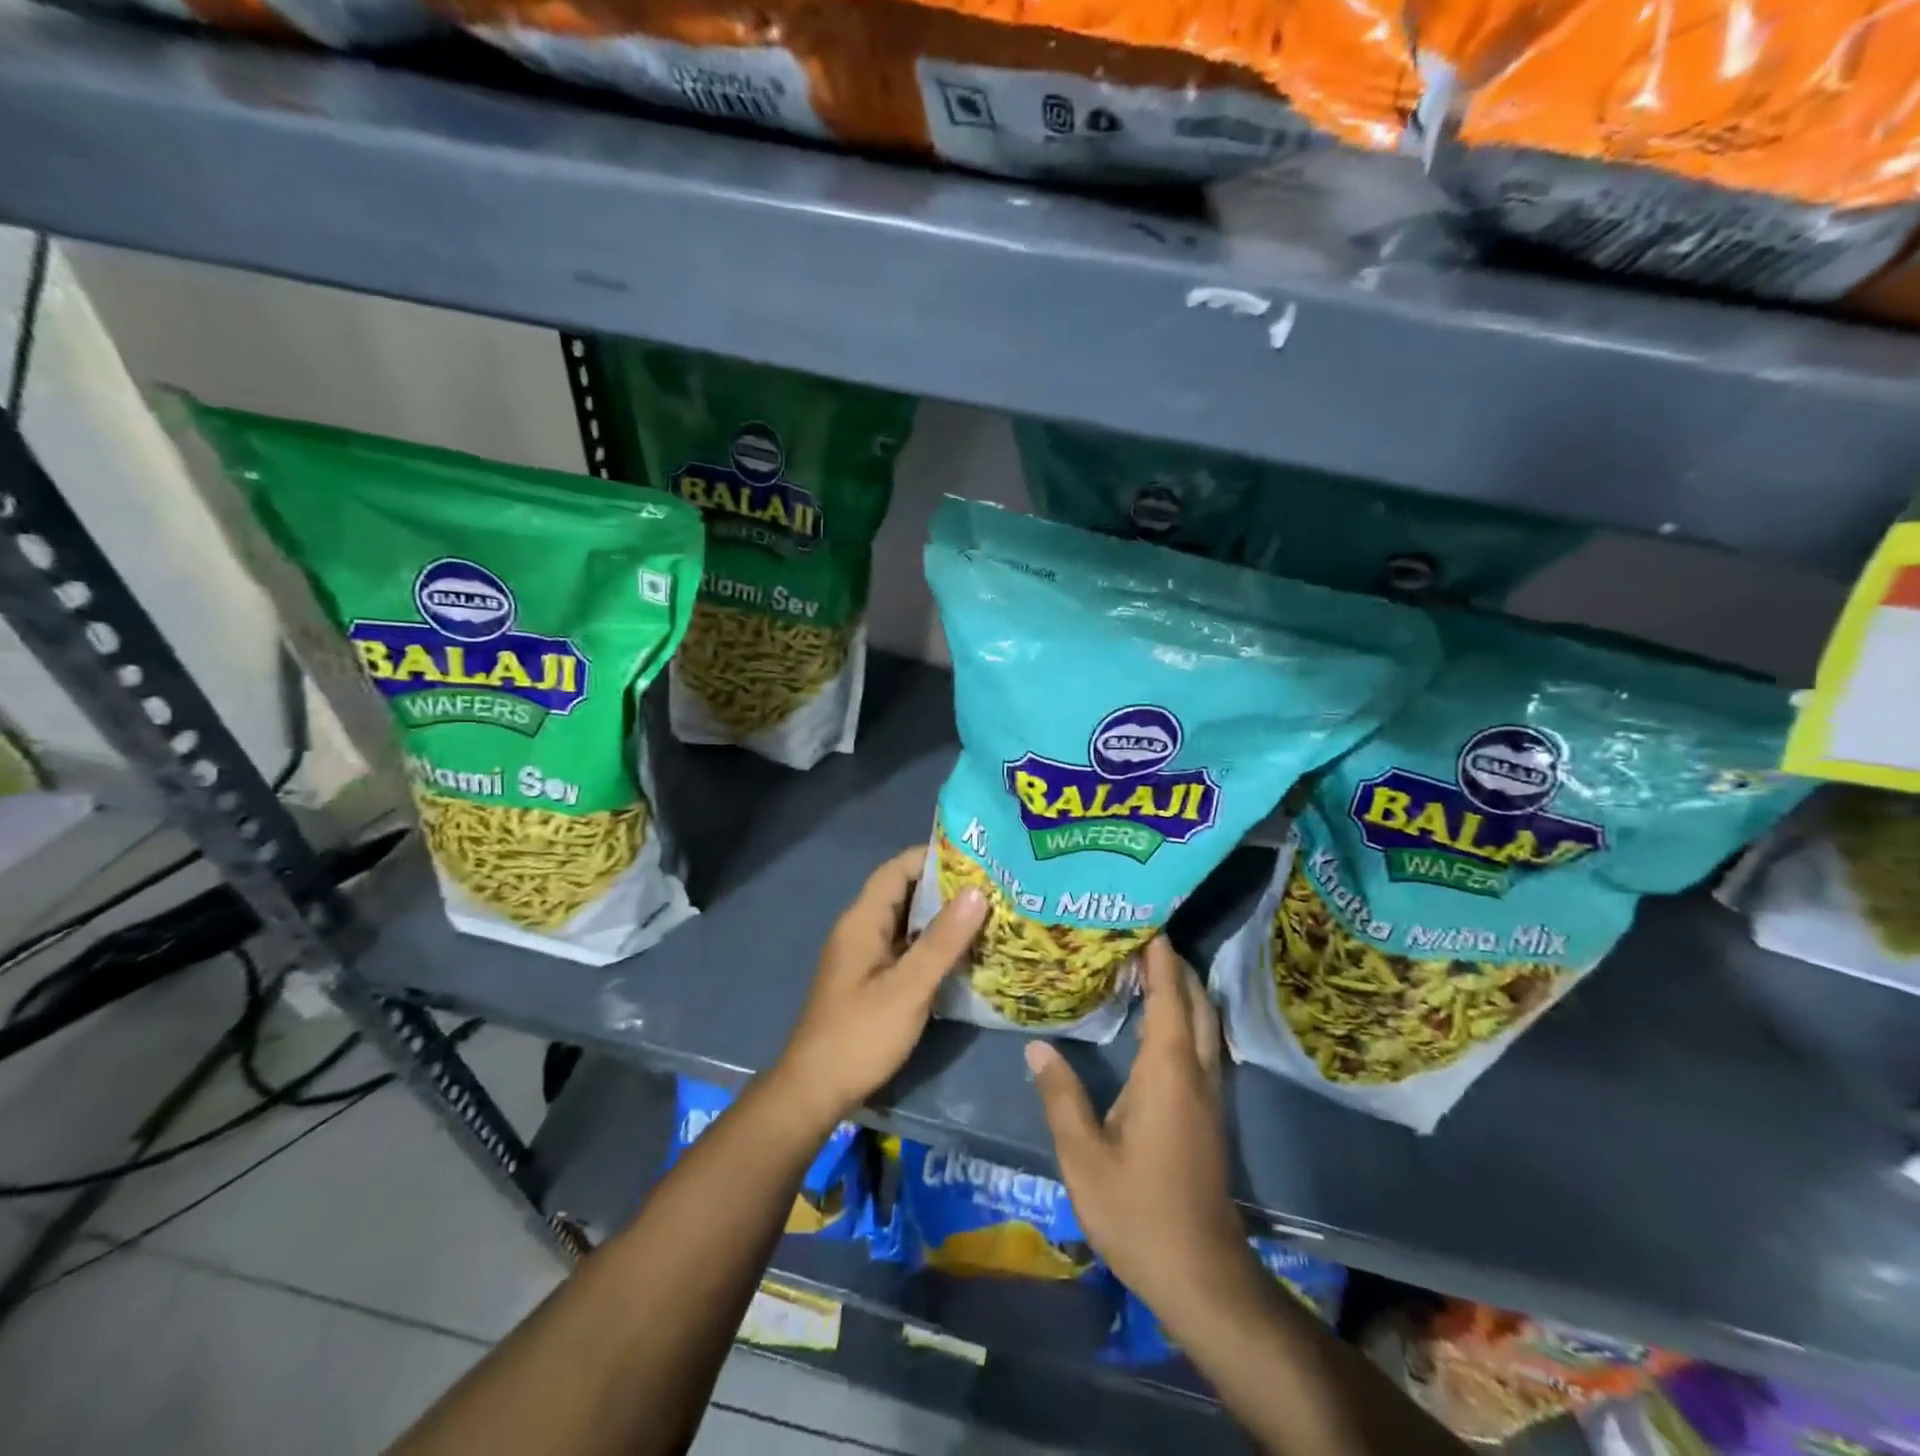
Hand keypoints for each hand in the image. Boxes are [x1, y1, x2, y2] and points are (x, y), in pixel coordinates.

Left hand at [771, 847, 986, 1130]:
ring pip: (908, 921)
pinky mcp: (872, 979)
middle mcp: (862, 929)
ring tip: (989, 913)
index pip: (898, 868)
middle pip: (905, 891)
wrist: (814, 1091)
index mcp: (863, 920)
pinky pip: (906, 946)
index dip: (935, 857)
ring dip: (943, 916)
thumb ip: (942, 941)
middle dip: (947, 886)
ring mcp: (865, 955)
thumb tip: (977, 891)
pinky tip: (965, 953)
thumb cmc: (860, 1035)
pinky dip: (933, 943)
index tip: (978, 857)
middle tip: (994, 886)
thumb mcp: (908, 988)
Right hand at [1025, 938, 1246, 1313]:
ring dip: (1182, 992)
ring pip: (1203, 1025)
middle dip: (1174, 966)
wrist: (1200, 1274)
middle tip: (1139, 938)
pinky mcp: (1208, 1114)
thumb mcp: (1083, 1156)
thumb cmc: (1138, 1210)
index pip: (1168, 997)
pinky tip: (1155, 1027)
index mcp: (1167, 1071)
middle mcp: (1195, 1073)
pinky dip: (1183, 1020)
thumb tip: (1037, 1047)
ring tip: (1145, 970)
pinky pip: (1200, 1046)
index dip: (1160, 958)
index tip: (1144, 922)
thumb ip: (1060, 1096)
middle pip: (1195, 1002)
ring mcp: (1208, 1095)